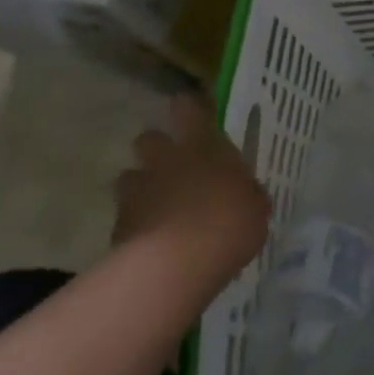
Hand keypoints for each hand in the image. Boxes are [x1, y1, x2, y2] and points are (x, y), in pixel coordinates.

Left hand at [113, 91, 269, 292]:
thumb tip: (247, 194)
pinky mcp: (118, 225)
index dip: (189, 108)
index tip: (193, 115)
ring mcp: (138, 191)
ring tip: (157, 208)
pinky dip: (135, 225)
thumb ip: (247, 195)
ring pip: (130, 177)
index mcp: (203, 146)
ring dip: (141, 187)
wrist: (174, 265)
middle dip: (156, 149)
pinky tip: (151, 243)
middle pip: (149, 138)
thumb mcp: (255, 209)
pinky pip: (126, 217)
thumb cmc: (228, 225)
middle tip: (172, 167)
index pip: (189, 108)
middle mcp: (167, 159)